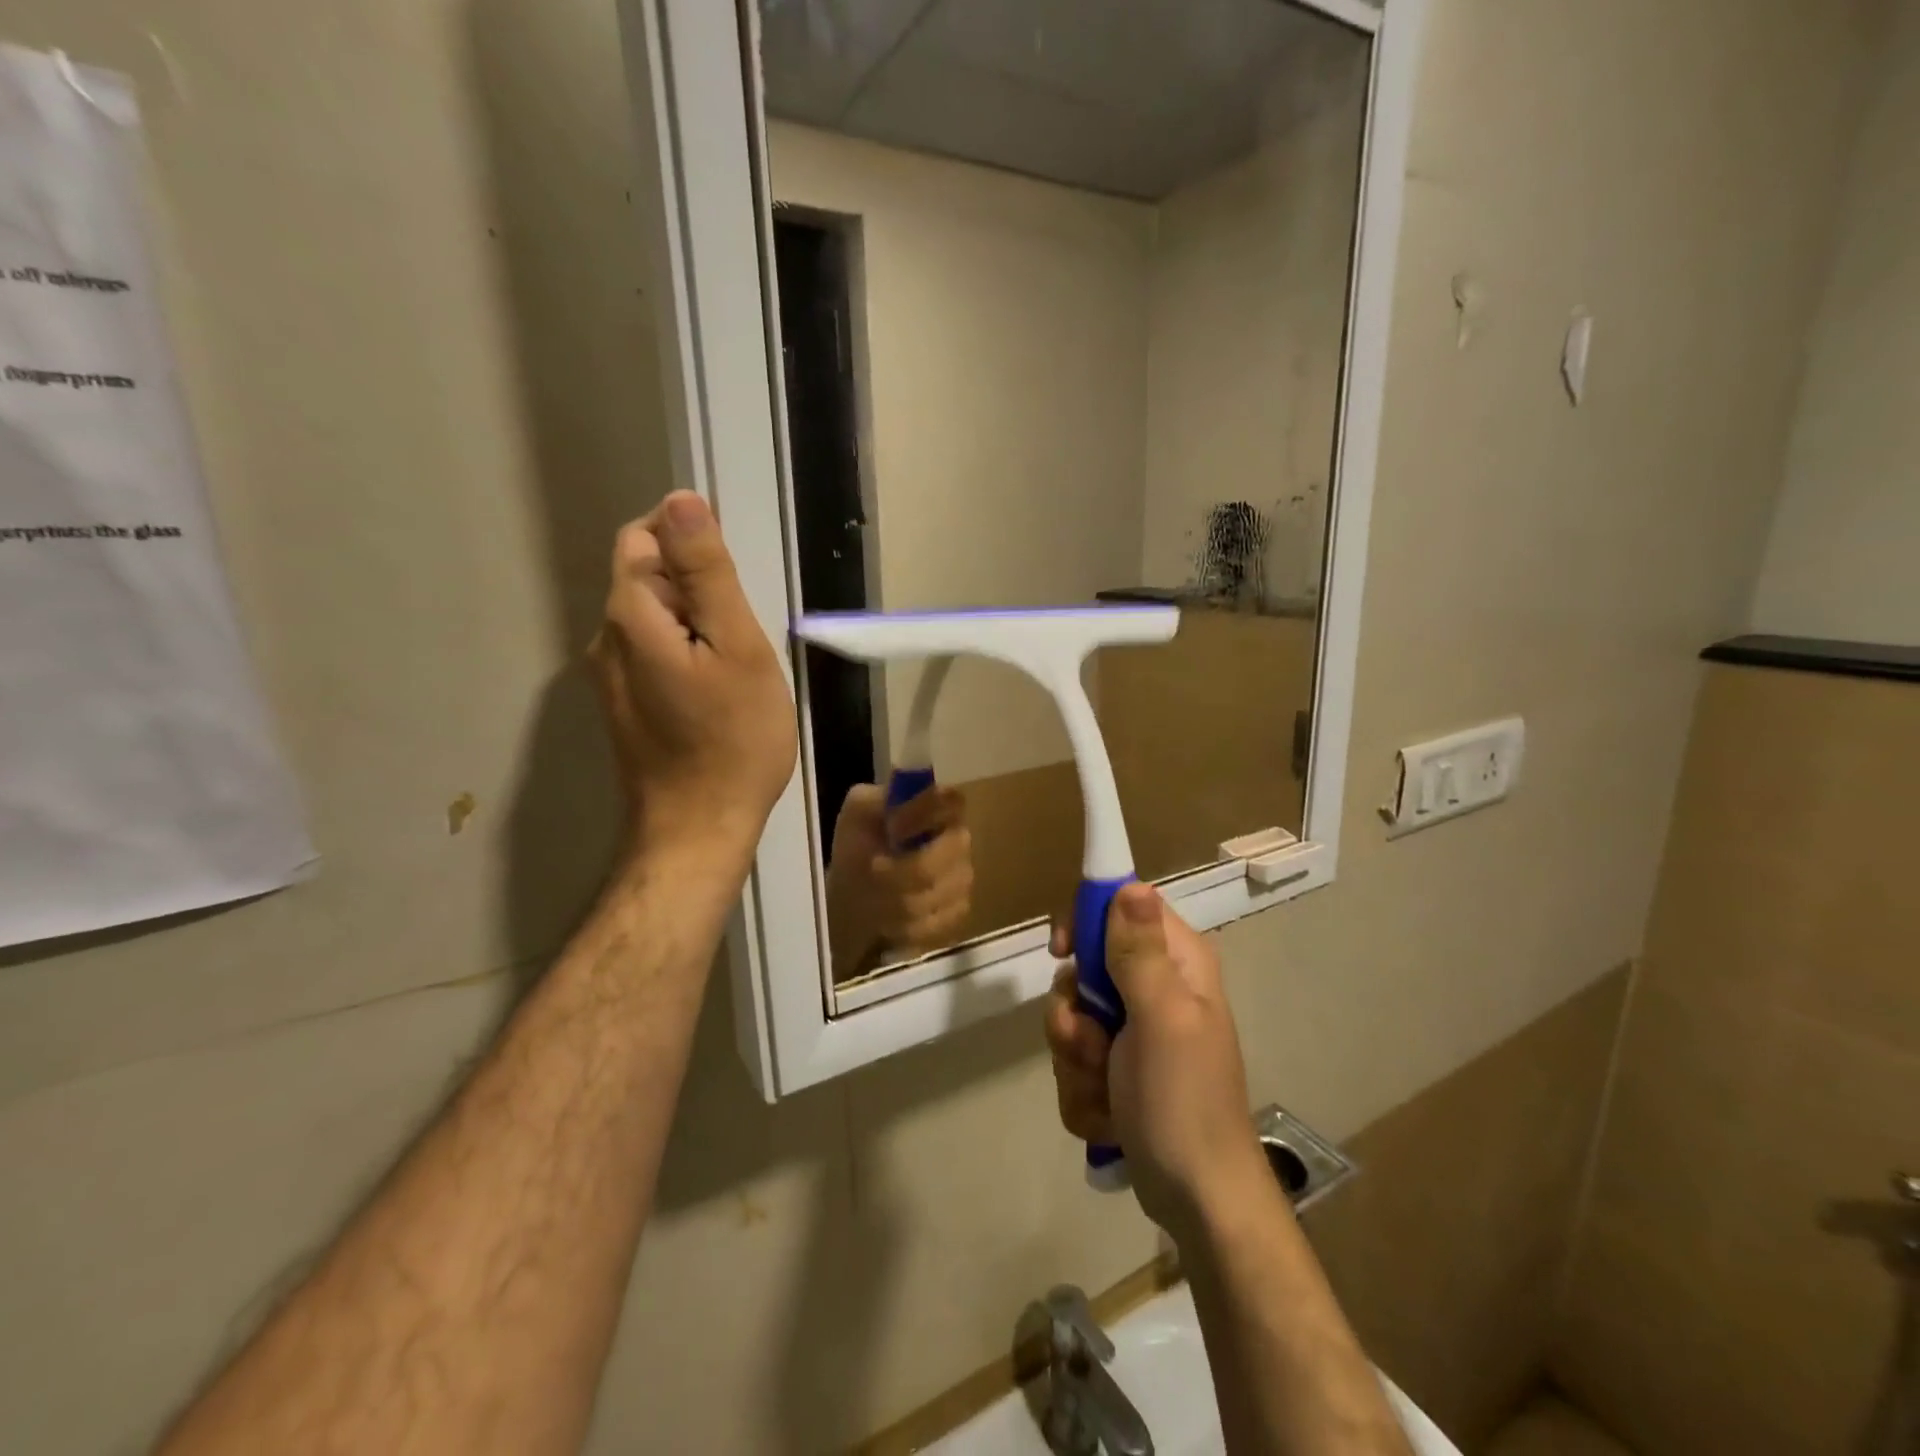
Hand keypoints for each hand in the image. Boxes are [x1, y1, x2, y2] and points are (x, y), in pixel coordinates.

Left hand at [589, 492, 797, 865]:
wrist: (699, 829)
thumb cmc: (733, 739)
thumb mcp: (737, 648)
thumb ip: (708, 573)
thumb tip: (682, 499)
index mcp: (631, 615)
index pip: (644, 537)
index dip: (690, 540)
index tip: (735, 580)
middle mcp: (605, 640)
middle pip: (646, 577)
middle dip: (697, 587)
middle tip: (745, 635)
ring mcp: (611, 678)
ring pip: (653, 619)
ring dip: (694, 623)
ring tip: (737, 665)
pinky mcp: (625, 708)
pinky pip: (653, 654)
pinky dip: (685, 653)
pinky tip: (717, 691)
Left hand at [825, 784, 973, 974]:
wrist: (852, 902)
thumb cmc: (857, 851)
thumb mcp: (856, 816)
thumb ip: (875, 801)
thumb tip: (898, 813)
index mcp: (935, 807)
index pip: (952, 799)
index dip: (924, 815)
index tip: (893, 831)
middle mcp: (958, 838)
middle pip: (952, 850)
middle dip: (906, 868)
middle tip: (874, 872)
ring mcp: (963, 876)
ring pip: (942, 889)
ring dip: (900, 899)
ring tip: (876, 899)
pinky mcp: (958, 911)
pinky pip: (940, 920)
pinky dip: (908, 925)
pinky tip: (890, 921)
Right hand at [1045, 884, 1269, 1239]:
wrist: (1198, 1200)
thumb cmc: (1183, 1101)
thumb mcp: (1161, 1018)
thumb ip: (1139, 952)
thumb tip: (1130, 883)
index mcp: (1176, 963)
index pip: (1121, 908)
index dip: (1087, 923)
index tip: (1064, 953)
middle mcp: (1155, 988)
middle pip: (1084, 968)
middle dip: (1074, 1013)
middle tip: (1093, 1045)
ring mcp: (1135, 1032)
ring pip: (1073, 1018)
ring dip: (1076, 1059)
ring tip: (1106, 1091)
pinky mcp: (1119, 1070)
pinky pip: (1076, 1062)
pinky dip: (1083, 1091)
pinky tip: (1108, 1116)